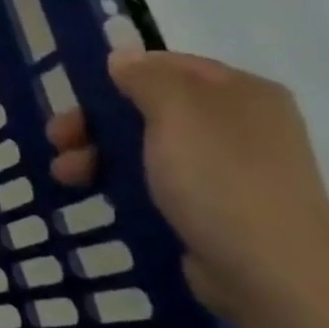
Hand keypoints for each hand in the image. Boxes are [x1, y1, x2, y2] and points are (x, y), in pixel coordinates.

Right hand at [47, 50, 328, 320]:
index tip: (75, 98)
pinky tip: (94, 194)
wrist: (269, 269)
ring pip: (146, 147)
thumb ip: (146, 78)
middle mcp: (238, 124)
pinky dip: (120, 183)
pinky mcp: (211, 207)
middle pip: (150, 108)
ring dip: (98, 154)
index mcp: (240, 92)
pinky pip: (154, 182)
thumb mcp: (177, 113)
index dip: (118, 76)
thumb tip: (123, 58)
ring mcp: (226, 168)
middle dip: (97, 121)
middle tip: (59, 141)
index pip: (168, 66)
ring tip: (66, 176)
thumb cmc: (220, 178)